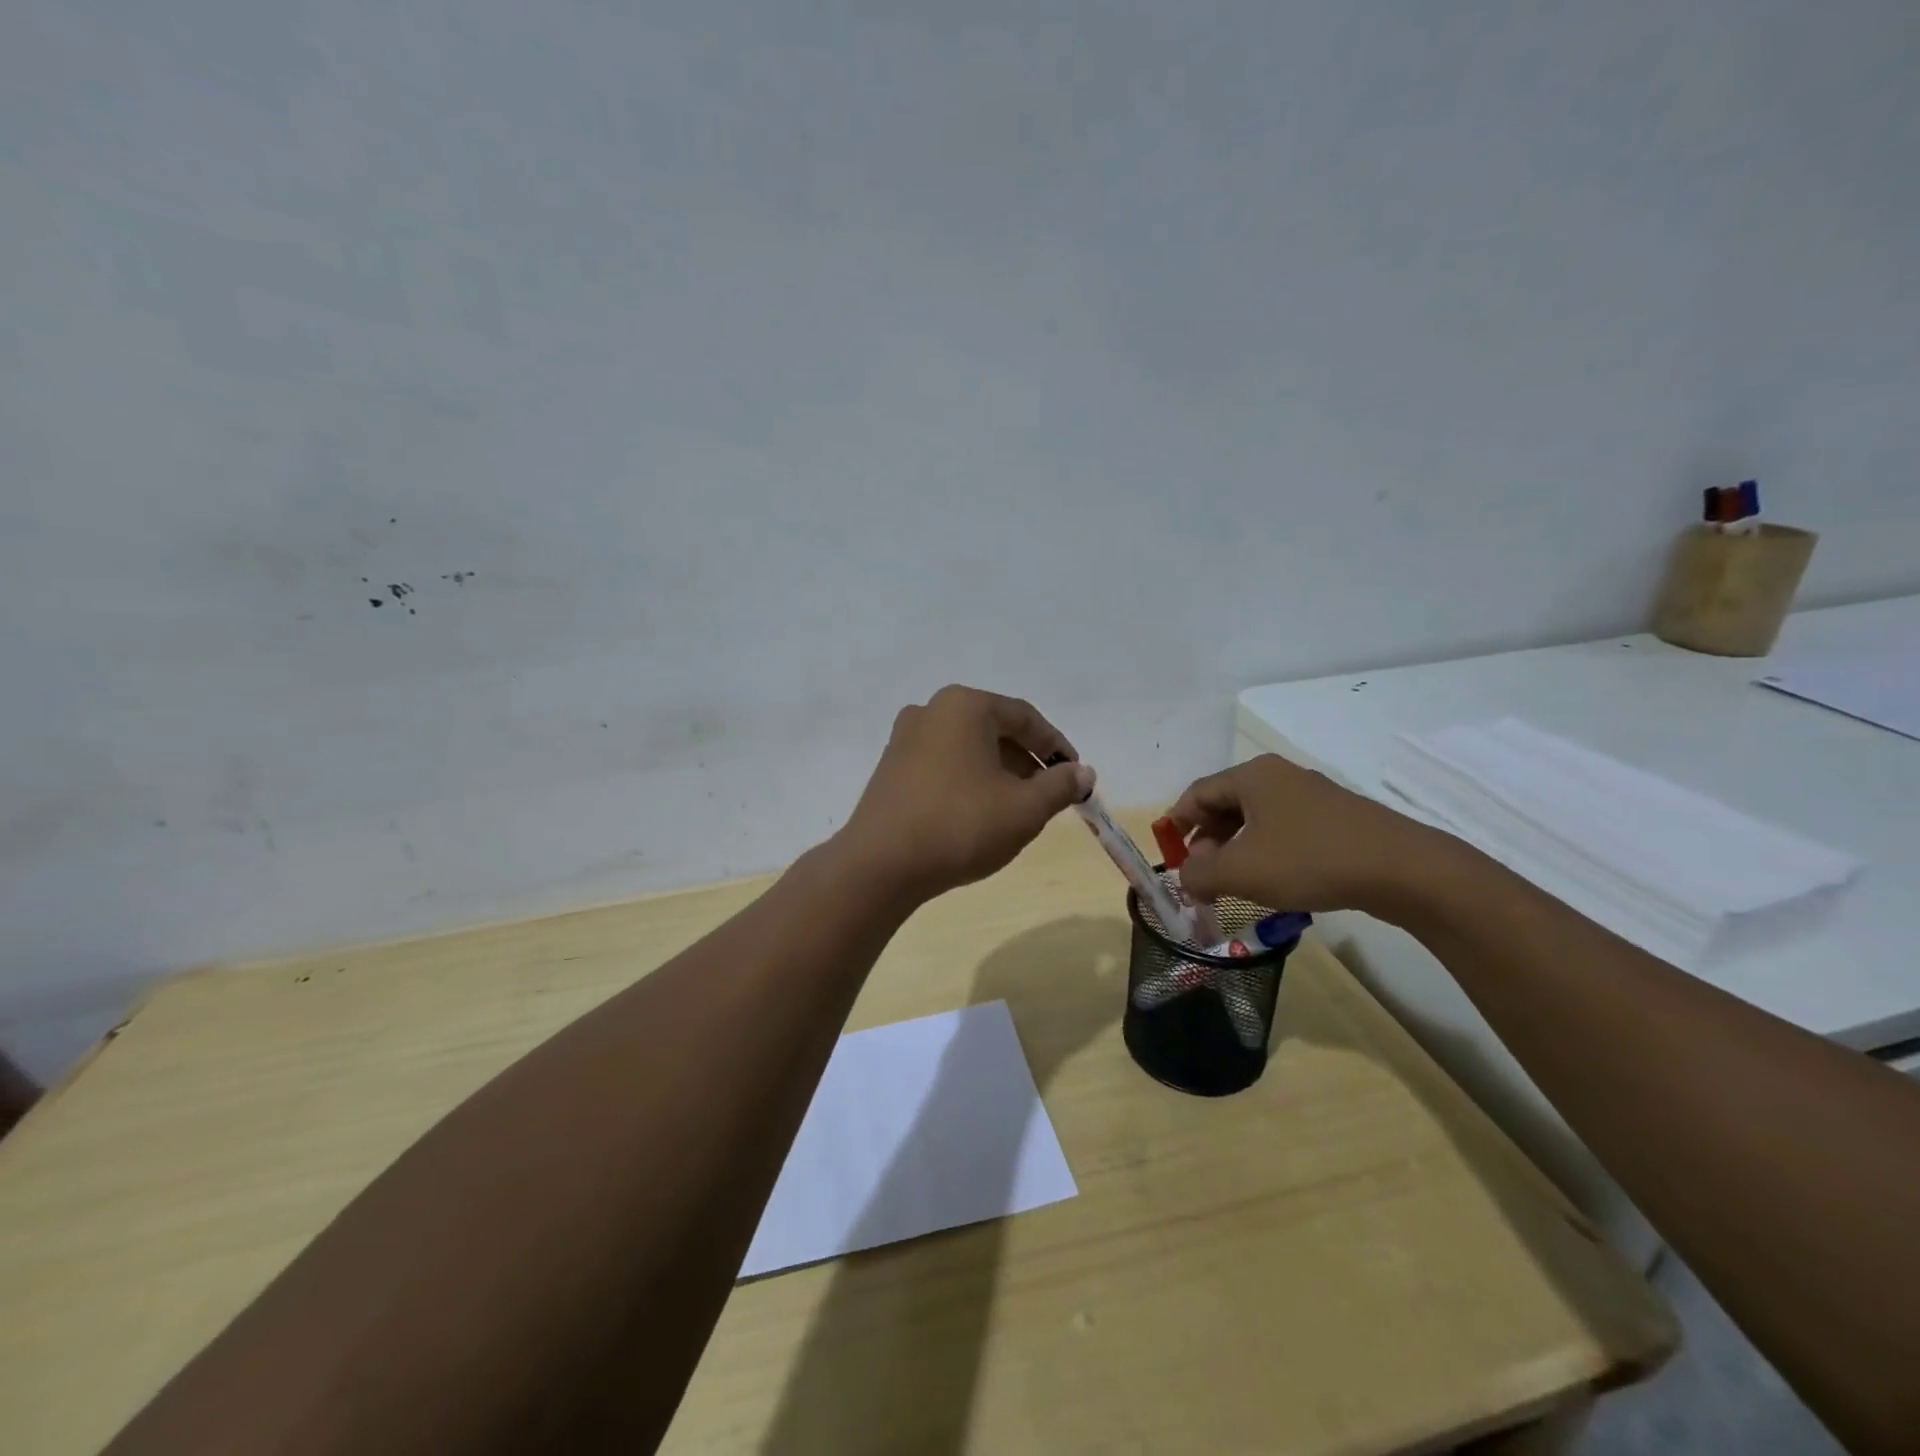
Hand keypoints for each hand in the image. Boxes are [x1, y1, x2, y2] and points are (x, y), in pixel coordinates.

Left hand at [839, 686, 1095, 902]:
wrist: (880, 866)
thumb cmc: (960, 826)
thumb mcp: (1024, 808)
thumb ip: (1060, 785)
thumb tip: (1083, 773)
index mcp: (964, 706)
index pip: (1024, 718)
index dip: (1056, 746)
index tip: (1076, 775)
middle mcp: (931, 711)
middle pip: (994, 730)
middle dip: (1026, 761)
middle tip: (1049, 794)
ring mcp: (904, 739)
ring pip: (967, 748)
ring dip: (999, 773)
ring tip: (1017, 808)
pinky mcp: (890, 768)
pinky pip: (942, 764)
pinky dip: (968, 780)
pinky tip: (978, 814)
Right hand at [1166, 754, 1445, 914]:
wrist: (1402, 869)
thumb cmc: (1308, 860)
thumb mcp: (1240, 872)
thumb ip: (1198, 874)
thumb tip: (1186, 878)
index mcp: (1251, 776)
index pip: (1197, 793)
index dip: (1177, 825)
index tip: (1171, 858)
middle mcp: (1279, 776)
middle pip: (1225, 805)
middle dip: (1207, 841)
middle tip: (1205, 877)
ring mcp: (1311, 795)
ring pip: (1256, 819)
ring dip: (1237, 850)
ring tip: (1237, 884)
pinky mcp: (1336, 818)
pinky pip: (1284, 830)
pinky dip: (1267, 852)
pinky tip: (1275, 882)